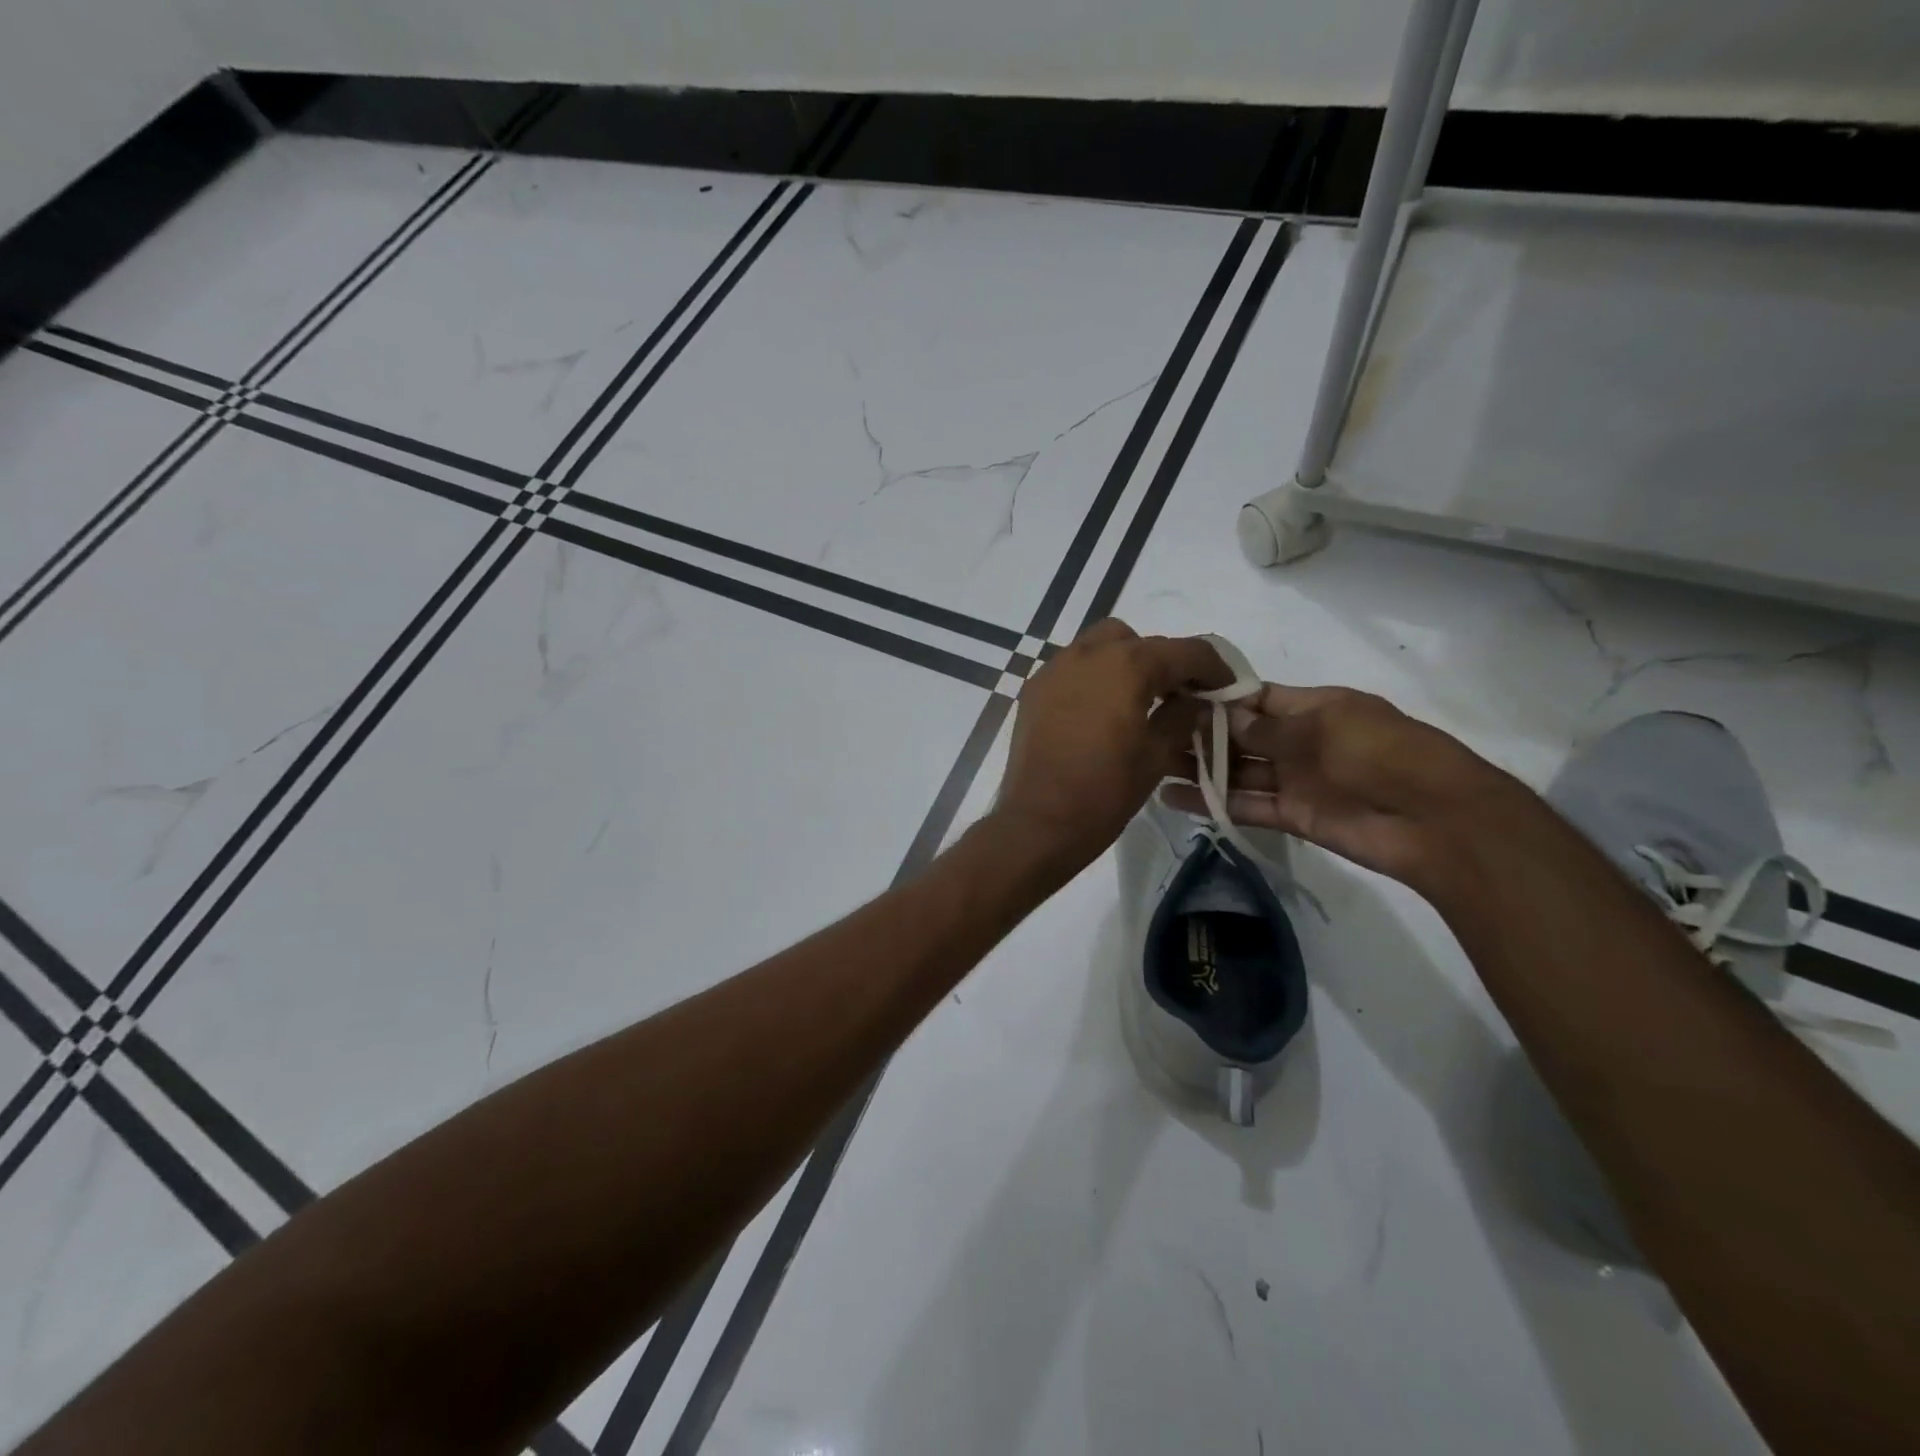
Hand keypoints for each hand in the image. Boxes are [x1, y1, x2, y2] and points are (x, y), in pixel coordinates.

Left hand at [992, 619, 1231, 871]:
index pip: (1185, 650)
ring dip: (1126, 665)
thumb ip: (1184, 716)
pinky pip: (1073, 669)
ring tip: (1139, 703)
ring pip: (1100, 648)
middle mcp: (1087, 654)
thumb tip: (1196, 699)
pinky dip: (1094, 679)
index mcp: (1126, 664)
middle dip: (1164, 662)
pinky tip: (1101, 714)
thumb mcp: (1158, 755)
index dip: (1214, 668)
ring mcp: (1054, 669)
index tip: (1226, 689)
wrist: (1038, 823)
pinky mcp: (1033, 691)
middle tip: (1179, 696)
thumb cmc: (1105, 791)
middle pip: (1138, 641)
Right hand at [1162, 684, 1523, 893]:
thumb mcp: (1323, 727)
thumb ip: (1267, 727)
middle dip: (1201, 734)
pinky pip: (1247, 805)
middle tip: (1151, 733)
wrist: (1435, 821)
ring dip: (1200, 769)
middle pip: (1242, 735)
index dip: (1217, 697)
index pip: (1255, 697)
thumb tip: (1220, 715)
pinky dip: (1214, 803)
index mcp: (1314, 707)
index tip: (1174, 696)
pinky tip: (1173, 798)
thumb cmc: (1382, 754)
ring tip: (1152, 766)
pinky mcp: (1295, 816)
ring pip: (1239, 771)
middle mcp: (1301, 741)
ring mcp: (1297, 779)